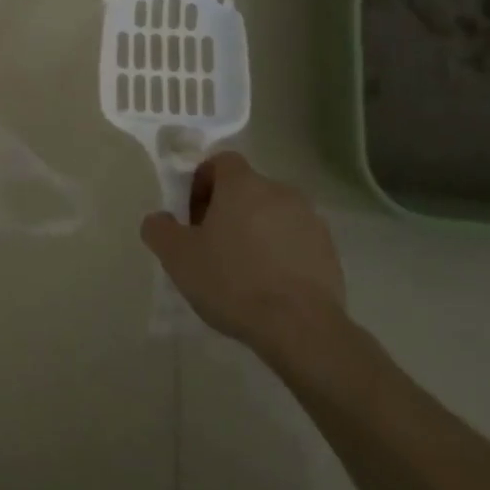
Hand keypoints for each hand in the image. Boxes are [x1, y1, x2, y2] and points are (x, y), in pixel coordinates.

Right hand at [142, 151, 346, 359]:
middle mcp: (280, 191)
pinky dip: (281, 253)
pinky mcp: (329, 250)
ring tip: (243, 270)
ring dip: (257, 231)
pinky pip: (296, 241)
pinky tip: (270, 286)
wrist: (300, 328)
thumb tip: (159, 219)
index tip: (194, 217)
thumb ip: (159, 229)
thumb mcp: (178, 257)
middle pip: (247, 189)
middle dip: (228, 210)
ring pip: (273, 215)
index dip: (202, 183)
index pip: (221, 162)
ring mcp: (310, 220)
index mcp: (243, 184)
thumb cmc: (232, 282)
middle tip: (213, 246)